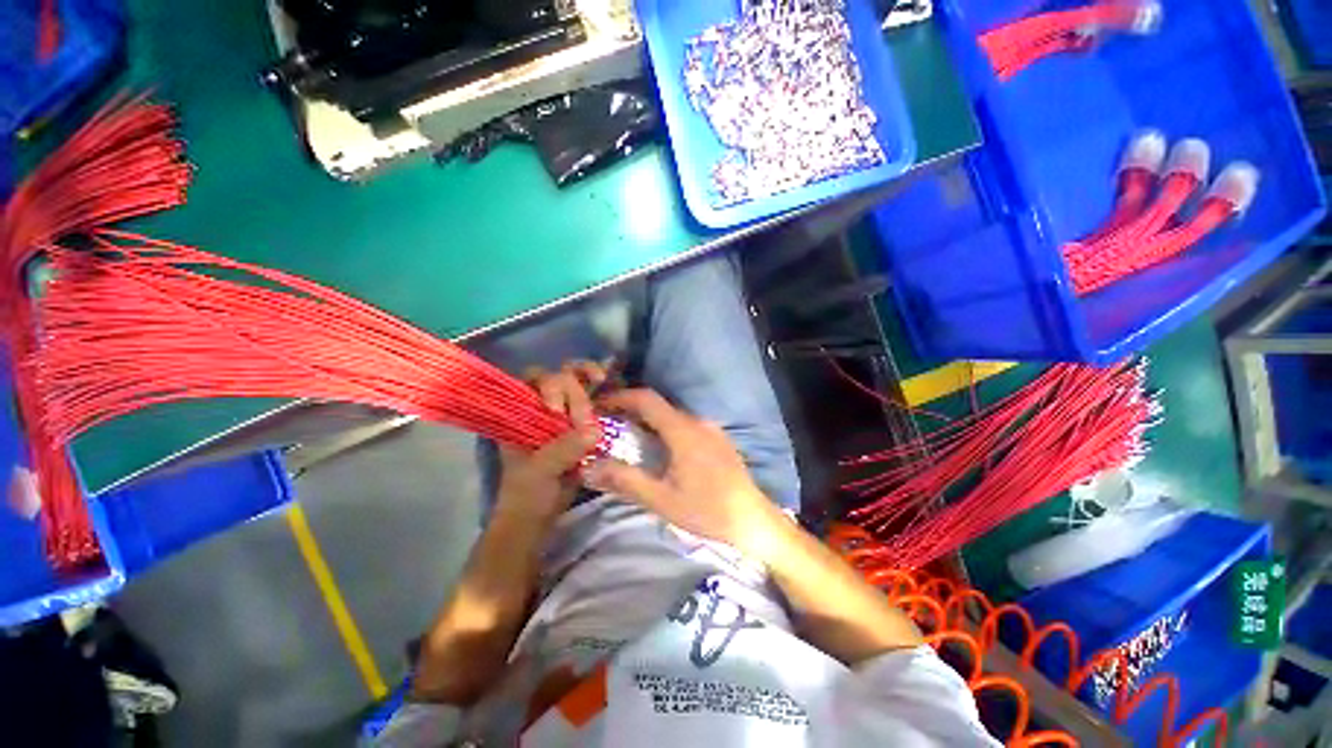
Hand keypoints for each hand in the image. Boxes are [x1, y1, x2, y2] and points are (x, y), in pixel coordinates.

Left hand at [495, 361, 606, 521]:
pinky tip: (612, 394)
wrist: (538, 516)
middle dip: (575, 394)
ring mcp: (563, 415)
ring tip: (603, 383)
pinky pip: (592, 404)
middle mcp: (543, 407)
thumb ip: (563, 450)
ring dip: (591, 384)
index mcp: (522, 413)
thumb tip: (594, 430)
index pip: (534, 379)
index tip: (558, 409)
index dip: (549, 386)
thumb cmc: (527, 493)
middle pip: (561, 379)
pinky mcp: (581, 426)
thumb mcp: (539, 471)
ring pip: (578, 386)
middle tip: (585, 420)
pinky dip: (602, 396)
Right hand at [582, 389, 789, 560]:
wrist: (753, 519)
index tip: (600, 405)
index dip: (620, 397)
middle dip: (631, 410)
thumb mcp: (662, 500)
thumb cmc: (707, 510)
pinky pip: (685, 425)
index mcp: (683, 431)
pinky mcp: (718, 438)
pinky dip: (665, 428)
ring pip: (672, 415)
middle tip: (608, 425)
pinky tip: (660, 450)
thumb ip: (625, 481)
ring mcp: (711, 429)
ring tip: (629, 437)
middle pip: (659, 406)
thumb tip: (589, 468)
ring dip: (649, 420)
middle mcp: (698, 421)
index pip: (647, 399)